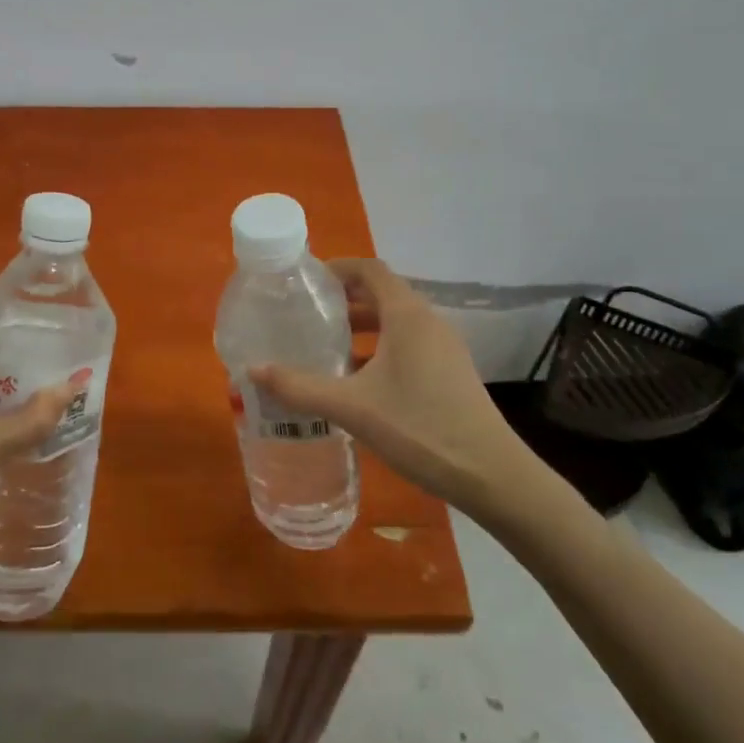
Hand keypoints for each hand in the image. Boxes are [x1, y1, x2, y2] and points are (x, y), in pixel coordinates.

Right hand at [251, 259, 572, 533]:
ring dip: (362, 325)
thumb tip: (252, 370)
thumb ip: (300, 387)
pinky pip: (408, 344)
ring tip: (326, 344)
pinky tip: (357, 379)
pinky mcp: (450, 372)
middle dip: (344, 298)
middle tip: (307, 312)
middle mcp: (428, 322)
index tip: (305, 280)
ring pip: (396, 321)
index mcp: (408, 315)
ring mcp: (444, 348)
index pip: (370, 269)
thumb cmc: (419, 428)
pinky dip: (379, 347)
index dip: (338, 267)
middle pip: (383, 293)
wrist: (490, 474)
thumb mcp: (351, 407)